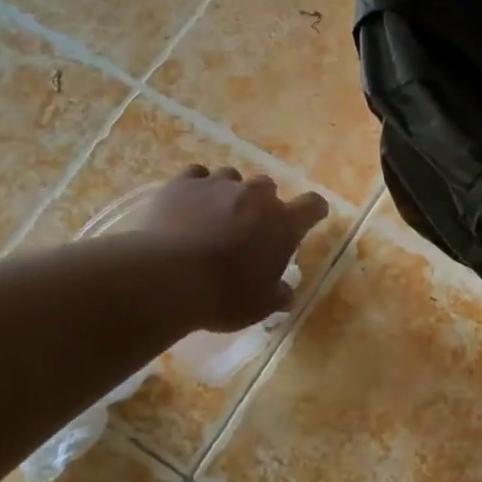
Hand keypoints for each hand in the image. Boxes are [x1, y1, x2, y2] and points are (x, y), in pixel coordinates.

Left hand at [118, 166, 328, 331]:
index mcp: (282, 224)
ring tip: (215, 213)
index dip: (314, 210)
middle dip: (262, 203)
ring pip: (231, 177)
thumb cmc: (224, 295)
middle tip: (250, 226)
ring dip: (229, 193)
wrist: (168, 279)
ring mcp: (217, 185)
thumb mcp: (259, 306)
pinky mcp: (183, 184)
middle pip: (268, 186)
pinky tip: (188, 203)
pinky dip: (196, 186)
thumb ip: (277, 295)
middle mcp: (255, 196)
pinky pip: (196, 175)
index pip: (312, 205)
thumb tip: (286, 294)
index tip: (312, 216)